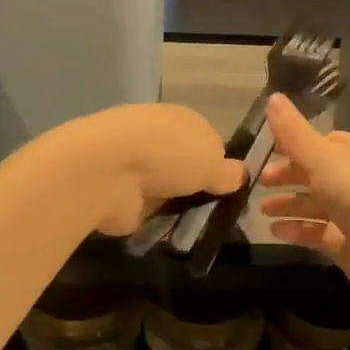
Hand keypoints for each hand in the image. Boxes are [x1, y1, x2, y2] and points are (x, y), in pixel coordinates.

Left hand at [50, 104, 242, 235]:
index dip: (218, 166)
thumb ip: (229, 172)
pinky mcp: (116, 191)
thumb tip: (240, 174)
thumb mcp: (215, 163)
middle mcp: (155, 135)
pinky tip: (164, 231)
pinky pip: (142, 208)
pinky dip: (151, 218)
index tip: (228, 191)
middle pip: (183, 165)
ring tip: (191, 227)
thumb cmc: (171, 155)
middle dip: (194, 188)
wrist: (109, 170)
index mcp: (181, 118)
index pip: (206, 141)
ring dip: (173, 205)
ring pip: (163, 188)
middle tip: (212, 213)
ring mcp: (132, 164)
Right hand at [258, 94, 349, 305]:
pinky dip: (295, 229)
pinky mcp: (345, 242)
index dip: (294, 146)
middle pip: (315, 174)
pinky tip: (274, 231)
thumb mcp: (321, 156)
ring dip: (288, 205)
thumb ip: (293, 132)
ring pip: (313, 204)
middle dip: (287, 176)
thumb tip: (272, 97)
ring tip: (261, 210)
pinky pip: (315, 231)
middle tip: (258, 182)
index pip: (322, 143)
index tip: (266, 151)